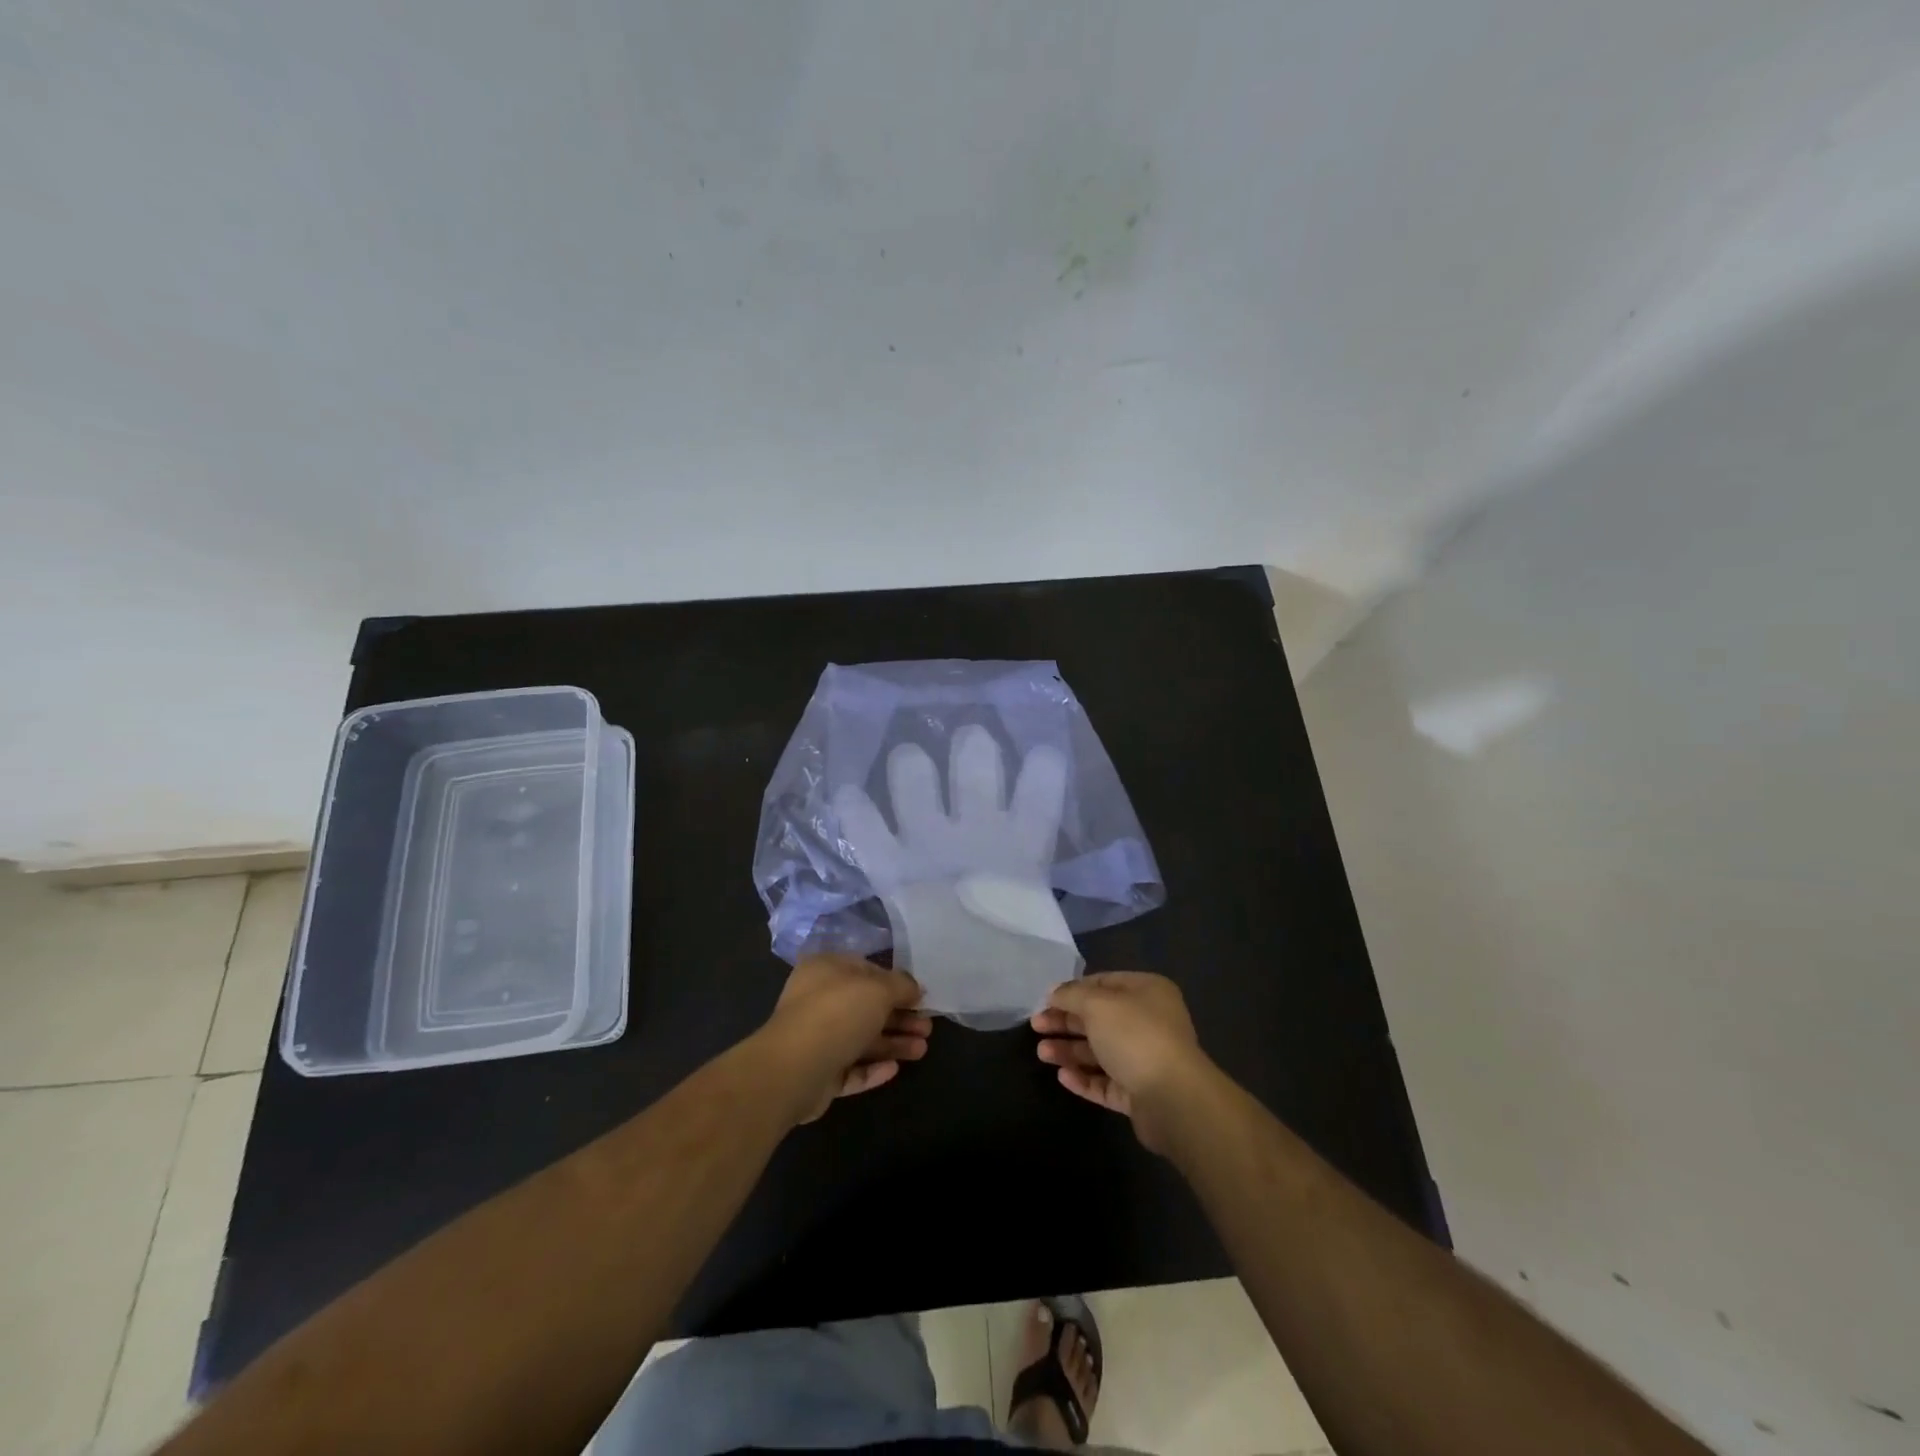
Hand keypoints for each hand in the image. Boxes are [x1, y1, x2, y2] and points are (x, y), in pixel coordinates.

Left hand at [759, 954, 930, 1125]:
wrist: (794, 1069)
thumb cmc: (837, 1014)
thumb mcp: (878, 989)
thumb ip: (901, 985)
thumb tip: (916, 988)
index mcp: (826, 970)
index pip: (866, 970)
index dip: (896, 983)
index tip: (920, 997)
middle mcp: (819, 1000)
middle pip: (867, 1007)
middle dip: (900, 1017)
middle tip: (928, 1028)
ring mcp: (817, 1038)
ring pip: (862, 1039)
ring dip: (893, 1043)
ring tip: (922, 1050)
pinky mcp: (819, 1072)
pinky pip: (850, 1068)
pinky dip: (873, 1068)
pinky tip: (895, 1069)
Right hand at [1031, 972, 1213, 1153]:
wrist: (1173, 1098)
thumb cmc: (1135, 1036)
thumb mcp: (1097, 1004)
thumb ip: (1072, 995)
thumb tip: (1055, 992)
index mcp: (1147, 992)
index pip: (1103, 983)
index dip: (1073, 990)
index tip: (1045, 1000)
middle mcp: (1149, 1022)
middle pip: (1099, 1018)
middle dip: (1066, 1021)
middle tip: (1036, 1027)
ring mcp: (1145, 1059)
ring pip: (1100, 1051)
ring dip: (1070, 1050)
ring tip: (1042, 1054)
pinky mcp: (1139, 1093)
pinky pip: (1106, 1081)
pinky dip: (1084, 1078)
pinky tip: (1062, 1076)